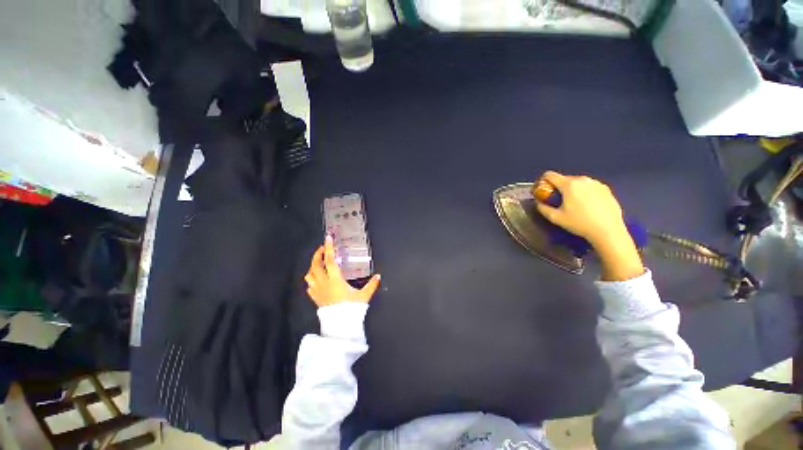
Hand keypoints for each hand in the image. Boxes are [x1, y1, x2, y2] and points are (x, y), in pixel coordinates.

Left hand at [304, 236, 380, 307]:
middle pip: (315, 265)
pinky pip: (309, 285)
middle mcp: (324, 283)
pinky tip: (317, 279)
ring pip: (309, 274)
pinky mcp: (315, 298)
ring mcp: (317, 291)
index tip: (328, 238)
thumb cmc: (351, 309)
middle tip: (323, 248)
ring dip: (313, 266)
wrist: (340, 326)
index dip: (329, 248)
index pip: (330, 260)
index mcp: (335, 280)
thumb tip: (378, 276)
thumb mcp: (364, 296)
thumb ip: (372, 284)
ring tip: (320, 263)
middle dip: (317, 254)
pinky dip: (312, 279)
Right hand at [535, 171, 642, 280]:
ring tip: (572, 203)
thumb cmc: (579, 223)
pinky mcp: (606, 189)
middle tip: (556, 200)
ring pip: (577, 182)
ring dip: (571, 189)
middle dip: (557, 187)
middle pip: (564, 178)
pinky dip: (584, 192)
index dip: (542, 181)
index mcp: (569, 185)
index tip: (541, 190)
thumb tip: (539, 202)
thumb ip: (543, 208)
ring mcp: (596, 183)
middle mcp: (583, 180)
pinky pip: (589, 187)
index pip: (550, 175)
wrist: (608, 231)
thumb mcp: (555, 218)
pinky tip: (586, 206)